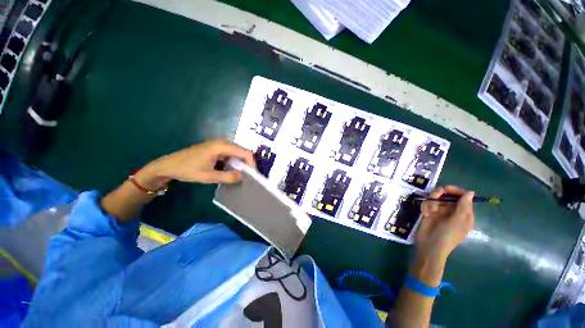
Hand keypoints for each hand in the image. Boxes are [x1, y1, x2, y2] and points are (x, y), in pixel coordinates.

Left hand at [136, 139, 254, 187]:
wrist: (168, 165)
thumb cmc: (187, 169)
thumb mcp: (208, 176)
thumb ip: (227, 177)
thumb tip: (243, 177)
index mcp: (221, 146)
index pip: (245, 152)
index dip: (251, 163)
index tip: (252, 175)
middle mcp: (222, 142)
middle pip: (242, 151)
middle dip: (247, 163)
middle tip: (249, 176)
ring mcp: (219, 144)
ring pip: (237, 153)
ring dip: (241, 163)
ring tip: (243, 174)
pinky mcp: (216, 148)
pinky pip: (230, 154)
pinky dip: (234, 162)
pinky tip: (232, 170)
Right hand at [416, 185, 474, 261]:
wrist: (429, 246)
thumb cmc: (447, 236)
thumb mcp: (457, 221)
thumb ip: (463, 206)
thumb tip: (470, 192)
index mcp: (464, 214)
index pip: (463, 197)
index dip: (455, 191)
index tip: (446, 189)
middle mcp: (452, 211)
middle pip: (448, 195)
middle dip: (440, 194)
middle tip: (435, 195)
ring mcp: (440, 211)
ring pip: (435, 198)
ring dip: (431, 201)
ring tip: (429, 210)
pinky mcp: (428, 212)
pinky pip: (427, 203)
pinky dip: (425, 207)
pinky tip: (425, 214)